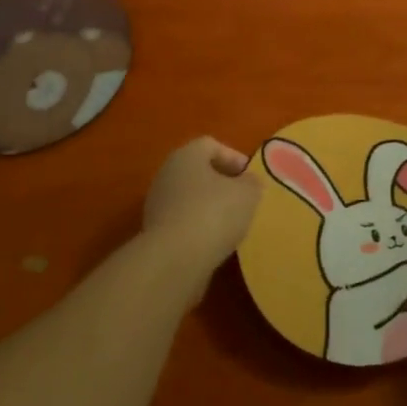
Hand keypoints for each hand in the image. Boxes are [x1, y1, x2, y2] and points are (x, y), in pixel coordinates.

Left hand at [142, 137, 261, 279]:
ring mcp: (157, 204)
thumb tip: (248, 181)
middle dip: (222, 183)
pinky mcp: (154, 232)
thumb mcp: (248, 194)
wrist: (174, 260)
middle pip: (198, 171)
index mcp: (186, 156)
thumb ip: (252, 182)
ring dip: (210, 207)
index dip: (234, 157)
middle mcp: (167, 174)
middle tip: (243, 199)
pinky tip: (214, 242)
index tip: (250, 178)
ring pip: (190, 197)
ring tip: (232, 224)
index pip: (211, 145)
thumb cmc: (214, 213)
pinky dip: (199, 228)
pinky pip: (182, 221)